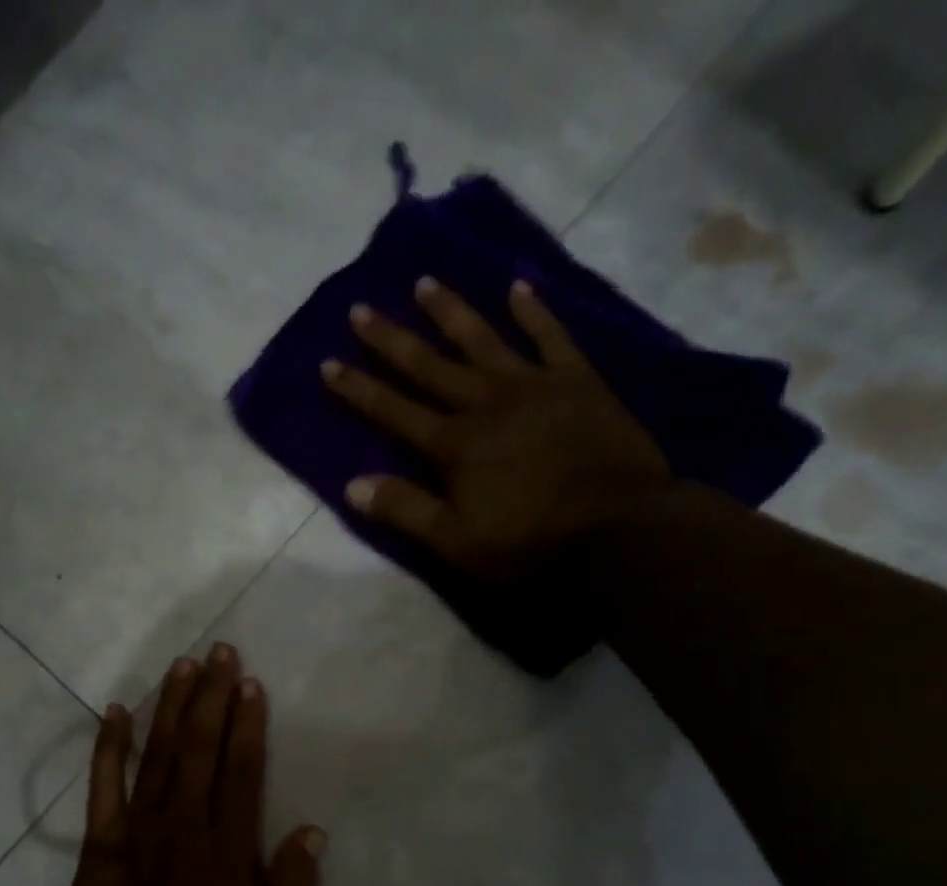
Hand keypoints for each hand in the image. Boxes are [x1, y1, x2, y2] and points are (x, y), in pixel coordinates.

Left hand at [61, 645, 324, 885]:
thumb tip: (313, 831)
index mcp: (228, 845)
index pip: (242, 770)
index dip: (248, 723)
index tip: (250, 683)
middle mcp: (186, 821)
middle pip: (201, 747)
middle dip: (212, 696)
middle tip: (219, 650)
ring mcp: (140, 825)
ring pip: (159, 753)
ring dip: (171, 706)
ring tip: (182, 665)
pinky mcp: (102, 838)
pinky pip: (104, 783)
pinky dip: (109, 745)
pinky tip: (116, 710)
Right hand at [320, 277, 673, 580]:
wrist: (618, 528)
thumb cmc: (529, 542)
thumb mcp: (455, 540)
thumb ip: (405, 510)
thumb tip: (351, 486)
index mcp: (454, 444)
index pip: (394, 411)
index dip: (359, 389)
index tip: (328, 363)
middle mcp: (486, 403)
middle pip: (429, 366)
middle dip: (391, 340)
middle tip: (361, 308)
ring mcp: (534, 385)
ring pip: (483, 339)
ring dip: (451, 312)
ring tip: (426, 282)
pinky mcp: (578, 381)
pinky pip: (552, 337)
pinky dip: (535, 311)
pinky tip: (518, 286)